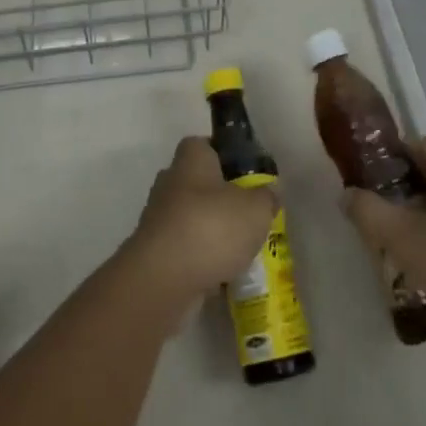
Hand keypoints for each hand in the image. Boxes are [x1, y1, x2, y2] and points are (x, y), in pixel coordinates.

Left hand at [121, 137, 277, 306]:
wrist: (163, 280)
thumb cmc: (211, 228)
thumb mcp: (256, 209)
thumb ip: (267, 197)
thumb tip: (270, 191)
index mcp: (191, 159)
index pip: (205, 145)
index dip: (225, 155)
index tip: (246, 174)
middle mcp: (170, 182)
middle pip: (199, 183)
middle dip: (221, 198)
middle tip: (249, 215)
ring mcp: (158, 218)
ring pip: (192, 218)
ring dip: (212, 232)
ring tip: (241, 250)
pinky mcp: (155, 252)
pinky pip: (185, 249)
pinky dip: (201, 259)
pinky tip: (223, 275)